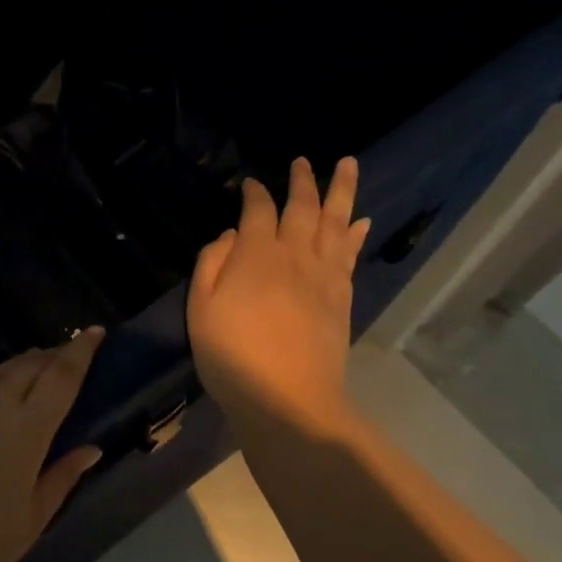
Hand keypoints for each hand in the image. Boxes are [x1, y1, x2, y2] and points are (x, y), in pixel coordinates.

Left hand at [0, 332, 104, 561]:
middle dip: (53, 355)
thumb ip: (62, 478)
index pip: (63, 374)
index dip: (82, 349)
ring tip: (28, 374)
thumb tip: (91, 449)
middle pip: (31, 362)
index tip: (95, 331)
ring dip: (19, 366)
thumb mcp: (29, 522)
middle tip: (65, 357)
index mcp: (27, 426)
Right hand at [188, 157, 371, 434]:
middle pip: (302, 206)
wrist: (289, 400)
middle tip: (302, 160)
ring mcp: (323, 274)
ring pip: (335, 221)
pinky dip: (355, 232)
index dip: (254, 193)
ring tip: (348, 164)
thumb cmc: (233, 357)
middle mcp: (293, 254)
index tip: (249, 182)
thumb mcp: (201, 309)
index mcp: (255, 255)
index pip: (257, 210)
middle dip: (301, 180)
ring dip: (341, 190)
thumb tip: (230, 234)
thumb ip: (211, 264)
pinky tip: (360, 220)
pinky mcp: (341, 295)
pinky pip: (350, 252)